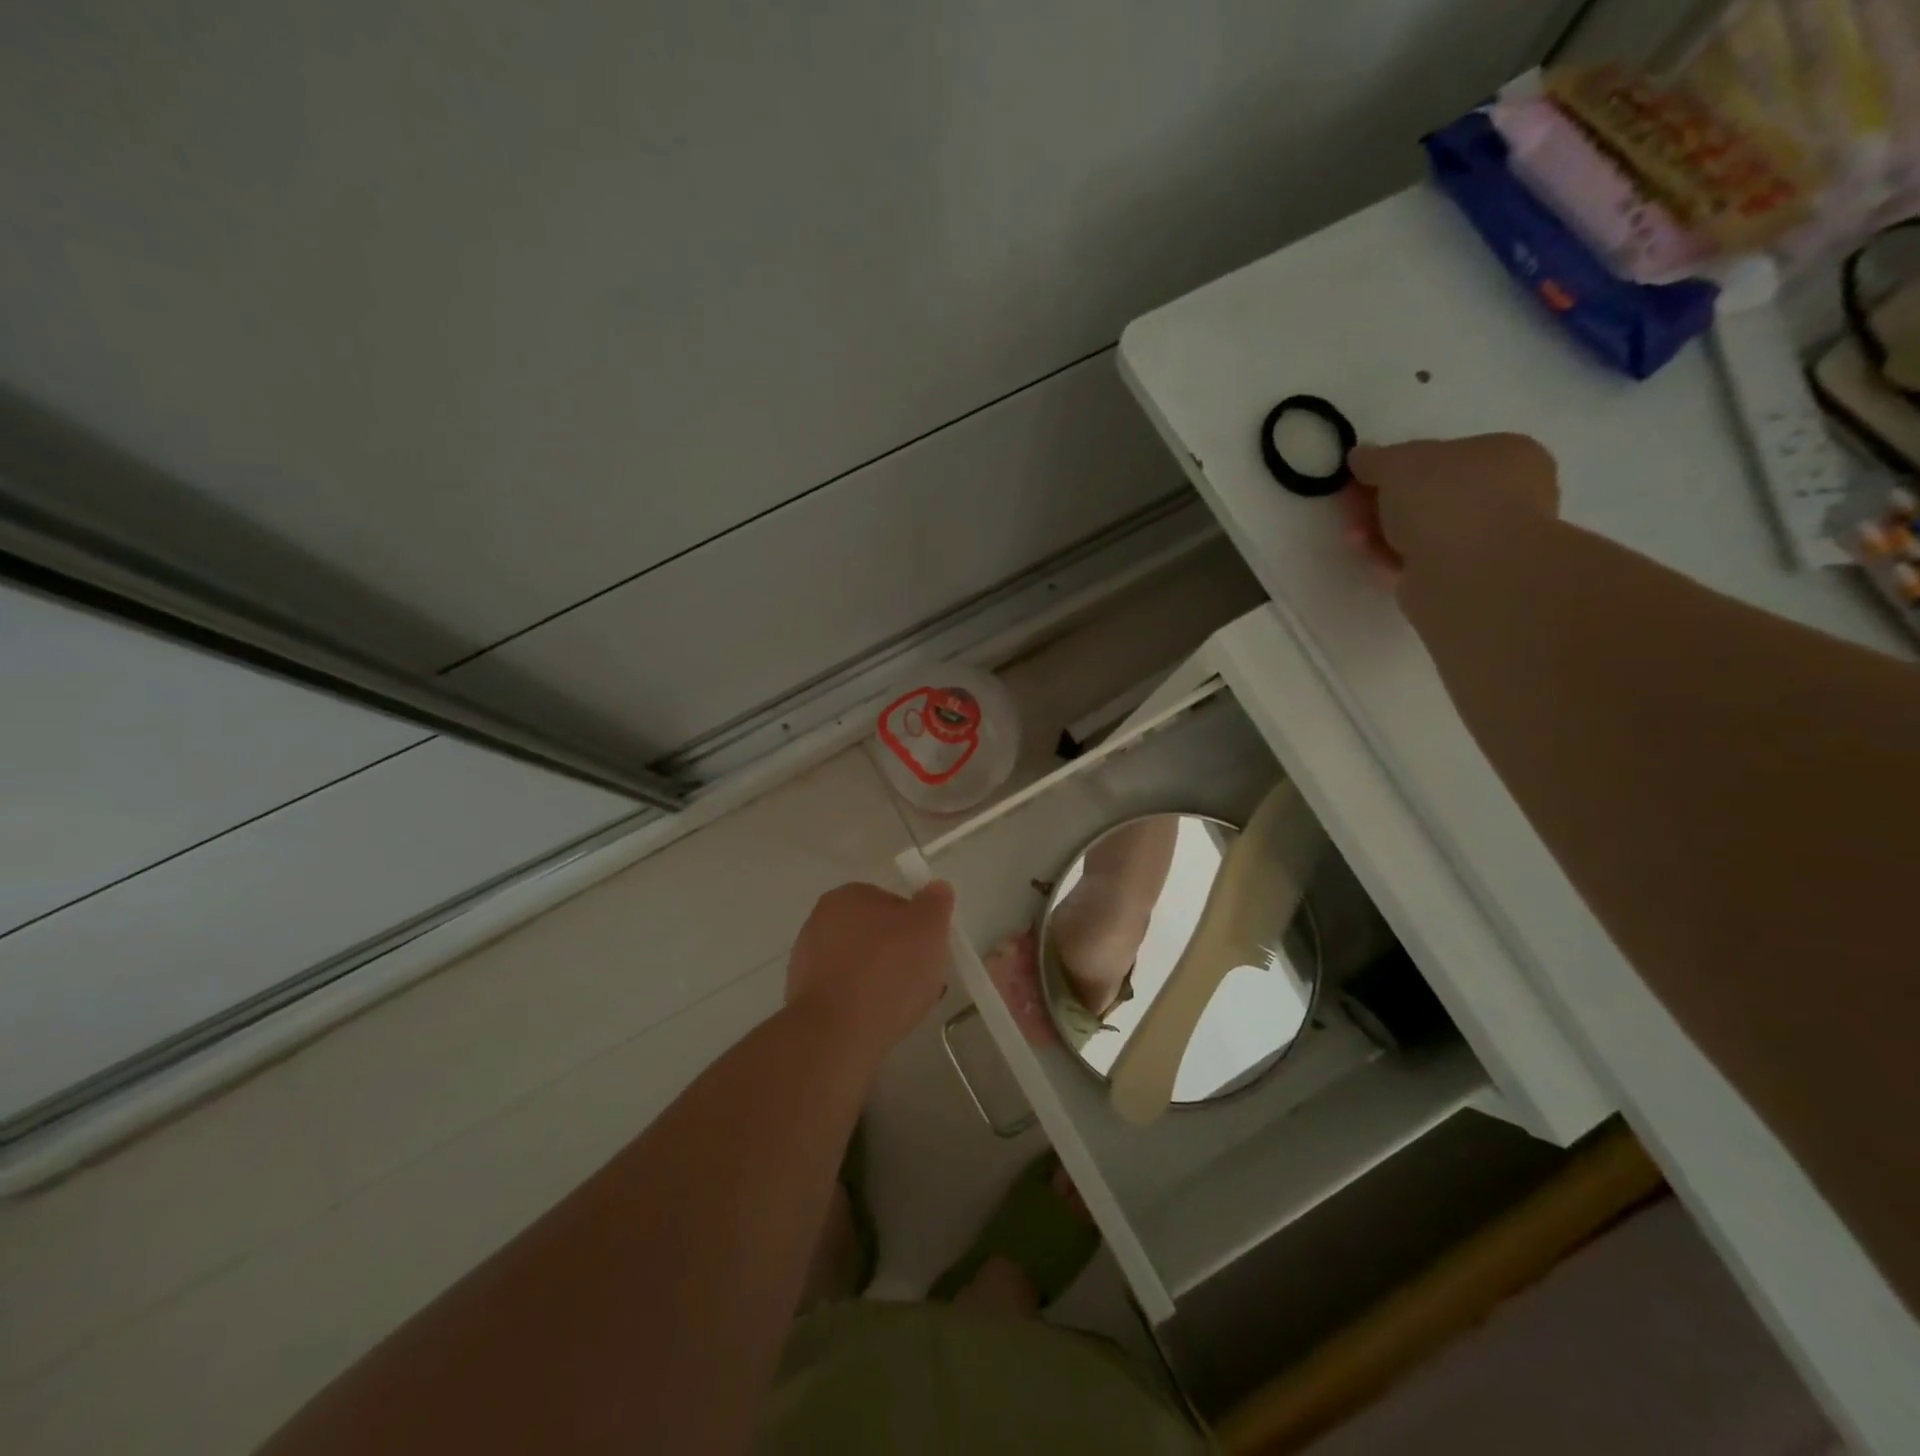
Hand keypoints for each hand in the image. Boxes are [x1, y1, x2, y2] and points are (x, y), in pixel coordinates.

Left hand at [786, 881, 953, 1055]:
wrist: (836, 1033)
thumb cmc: (887, 969)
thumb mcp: (928, 928)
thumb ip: (935, 903)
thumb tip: (937, 888)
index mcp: (846, 896)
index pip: (890, 901)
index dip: (915, 925)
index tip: (929, 949)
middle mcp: (820, 921)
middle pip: (874, 935)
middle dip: (899, 954)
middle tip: (922, 978)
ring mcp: (807, 961)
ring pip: (860, 966)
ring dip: (882, 980)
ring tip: (905, 1006)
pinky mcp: (804, 998)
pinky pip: (845, 993)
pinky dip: (862, 1003)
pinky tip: (879, 1021)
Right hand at [1339, 434, 1560, 584]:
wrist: (1469, 572)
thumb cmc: (1446, 499)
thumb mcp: (1400, 463)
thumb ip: (1377, 458)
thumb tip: (1360, 456)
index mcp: (1504, 456)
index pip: (1442, 455)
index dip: (1395, 466)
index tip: (1359, 477)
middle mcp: (1502, 495)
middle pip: (1424, 495)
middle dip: (1379, 502)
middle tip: (1348, 506)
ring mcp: (1482, 540)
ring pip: (1417, 530)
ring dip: (1377, 531)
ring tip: (1352, 536)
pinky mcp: (1459, 578)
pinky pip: (1415, 561)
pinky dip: (1387, 556)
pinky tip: (1366, 556)